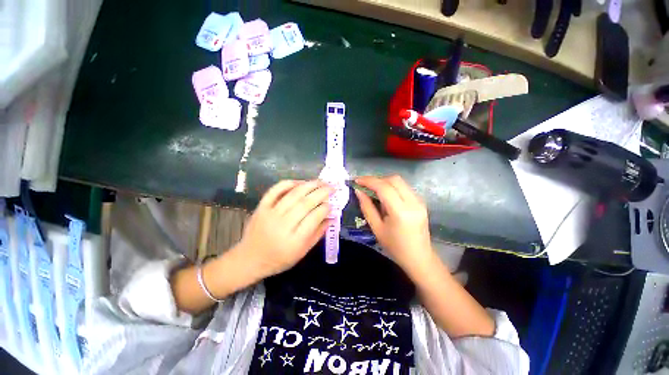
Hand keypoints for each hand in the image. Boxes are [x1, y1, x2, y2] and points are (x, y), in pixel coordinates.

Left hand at [235, 180, 332, 278]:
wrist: (249, 259)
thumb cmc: (279, 259)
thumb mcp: (302, 252)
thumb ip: (318, 234)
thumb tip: (331, 217)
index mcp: (294, 240)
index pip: (314, 218)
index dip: (325, 208)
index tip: (332, 204)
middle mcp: (283, 225)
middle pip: (306, 203)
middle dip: (322, 192)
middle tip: (332, 187)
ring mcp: (270, 214)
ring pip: (293, 194)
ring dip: (309, 185)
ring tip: (321, 181)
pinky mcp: (261, 207)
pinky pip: (275, 190)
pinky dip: (288, 183)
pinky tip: (300, 182)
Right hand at [354, 175, 434, 276]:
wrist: (419, 258)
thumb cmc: (395, 247)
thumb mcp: (376, 228)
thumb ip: (367, 207)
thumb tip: (358, 191)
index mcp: (401, 212)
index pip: (384, 187)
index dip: (369, 181)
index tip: (357, 180)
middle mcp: (413, 202)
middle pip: (394, 179)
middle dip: (377, 179)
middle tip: (365, 186)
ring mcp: (419, 201)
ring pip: (399, 181)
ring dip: (384, 182)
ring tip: (373, 190)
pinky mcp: (421, 202)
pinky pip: (404, 187)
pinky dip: (392, 187)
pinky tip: (385, 196)